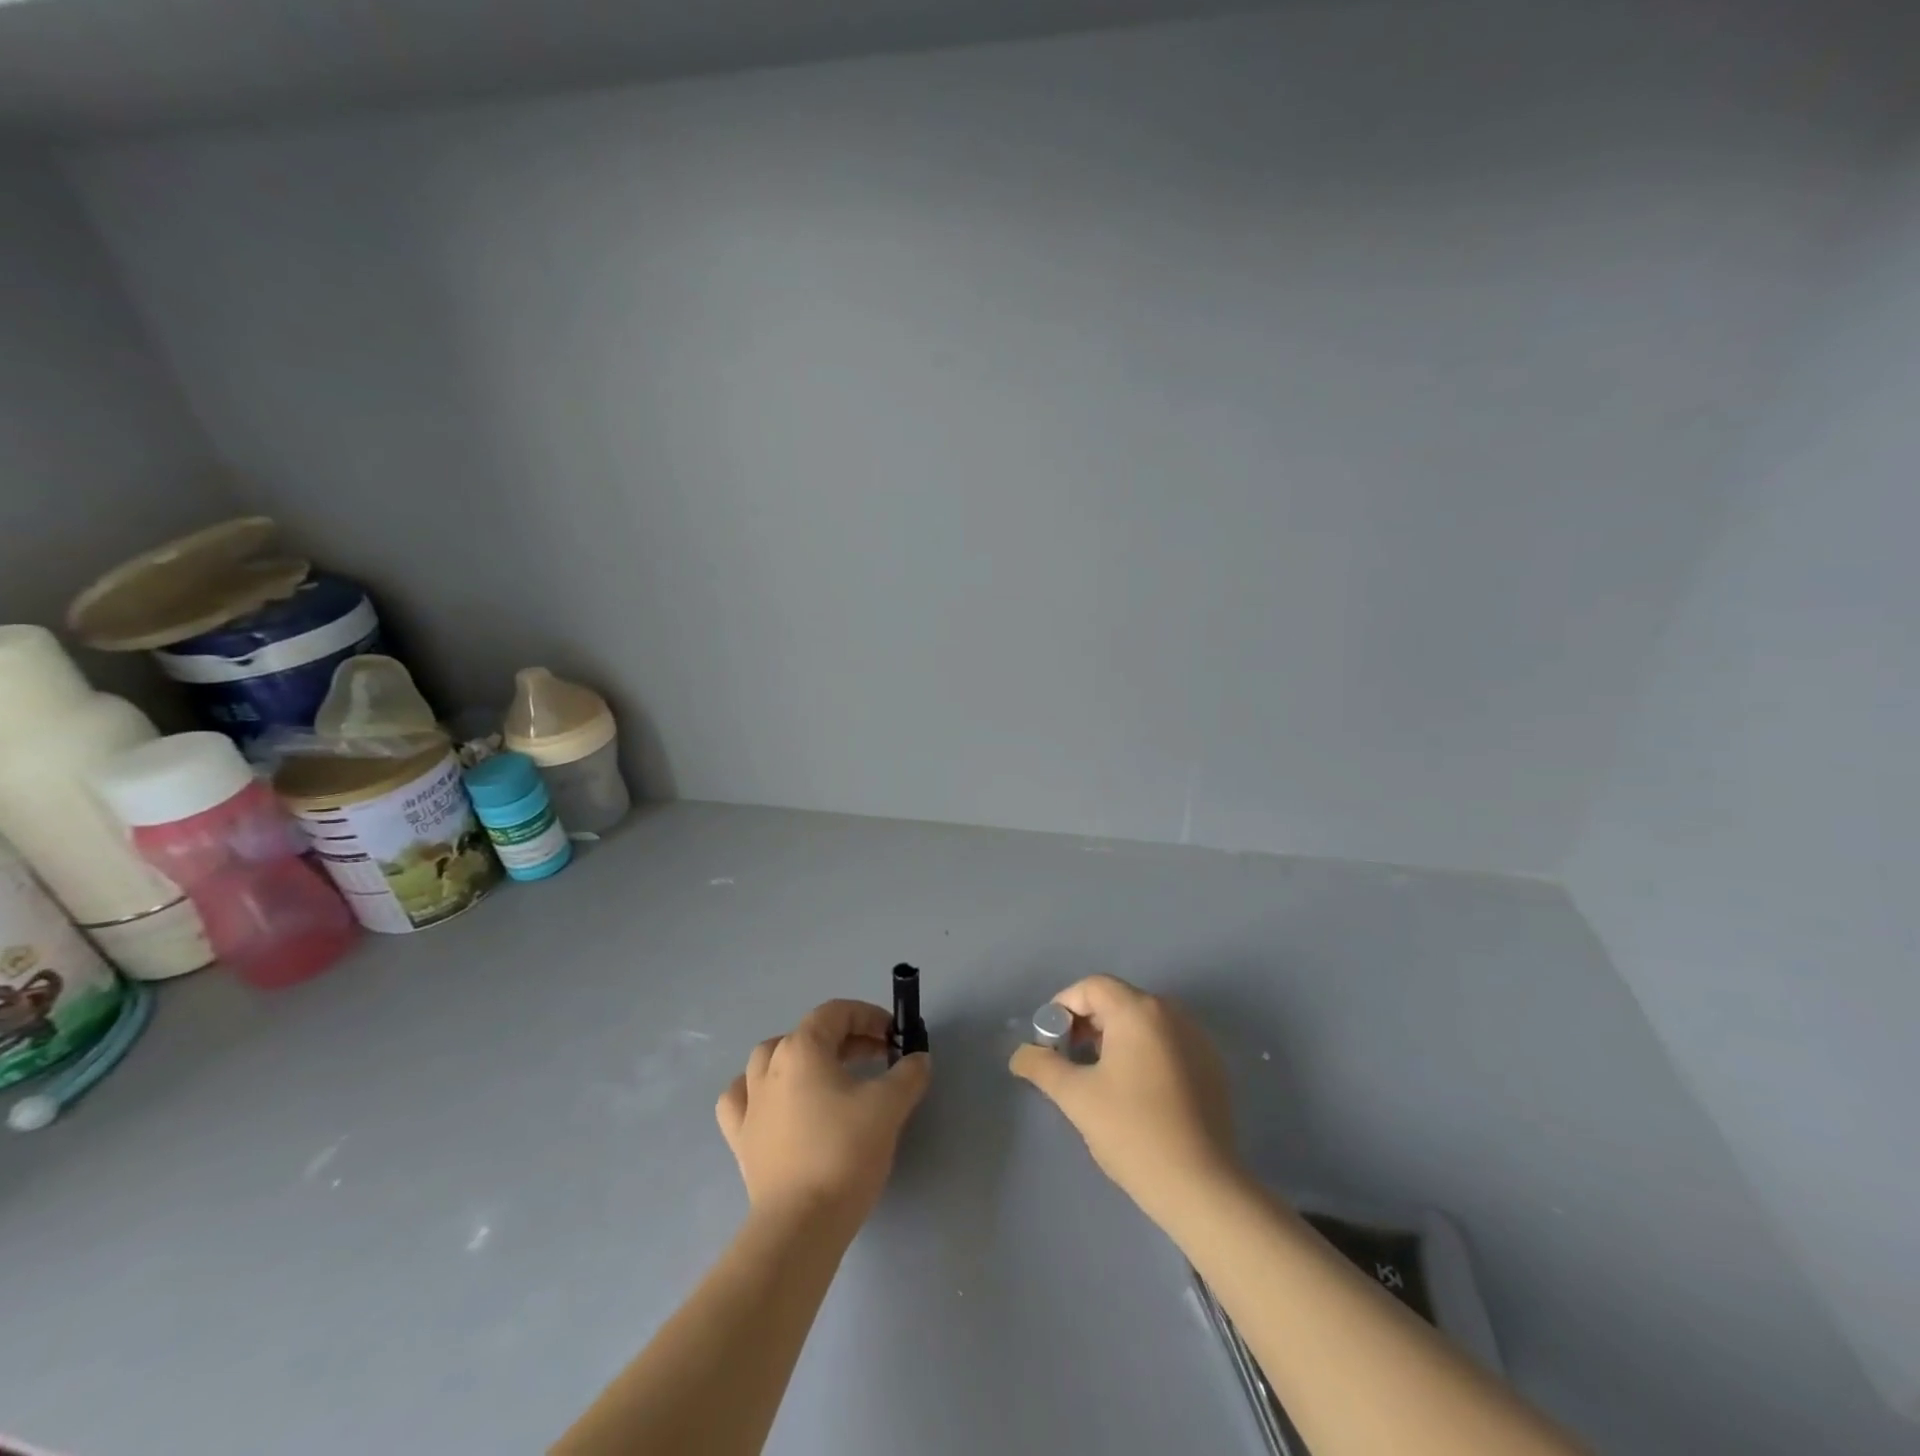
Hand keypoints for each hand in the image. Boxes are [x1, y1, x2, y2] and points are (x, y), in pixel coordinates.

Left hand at [716, 999, 930, 1229]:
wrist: (800, 1224)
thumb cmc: (844, 1152)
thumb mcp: (889, 1106)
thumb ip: (908, 1075)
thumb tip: (918, 1059)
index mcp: (802, 1048)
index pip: (836, 1013)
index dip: (869, 1016)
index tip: (895, 1036)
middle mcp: (769, 1066)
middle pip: (808, 1034)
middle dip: (847, 1038)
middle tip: (878, 1057)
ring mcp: (750, 1103)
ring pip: (770, 1060)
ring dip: (802, 1059)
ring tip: (828, 1075)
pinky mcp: (741, 1139)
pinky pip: (744, 1099)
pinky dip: (761, 1093)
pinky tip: (778, 1104)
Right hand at [1009, 975, 1240, 1225]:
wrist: (1202, 1187)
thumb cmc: (1132, 1131)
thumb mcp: (1076, 1096)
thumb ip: (1042, 1066)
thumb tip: (1019, 1054)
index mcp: (1138, 1010)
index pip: (1092, 987)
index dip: (1063, 1007)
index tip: (1050, 1043)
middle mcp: (1171, 1013)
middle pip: (1118, 1001)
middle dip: (1087, 1023)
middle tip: (1068, 1060)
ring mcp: (1197, 1039)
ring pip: (1143, 1023)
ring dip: (1114, 1038)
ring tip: (1097, 1077)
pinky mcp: (1211, 1066)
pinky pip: (1166, 1043)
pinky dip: (1143, 1053)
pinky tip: (1134, 1093)